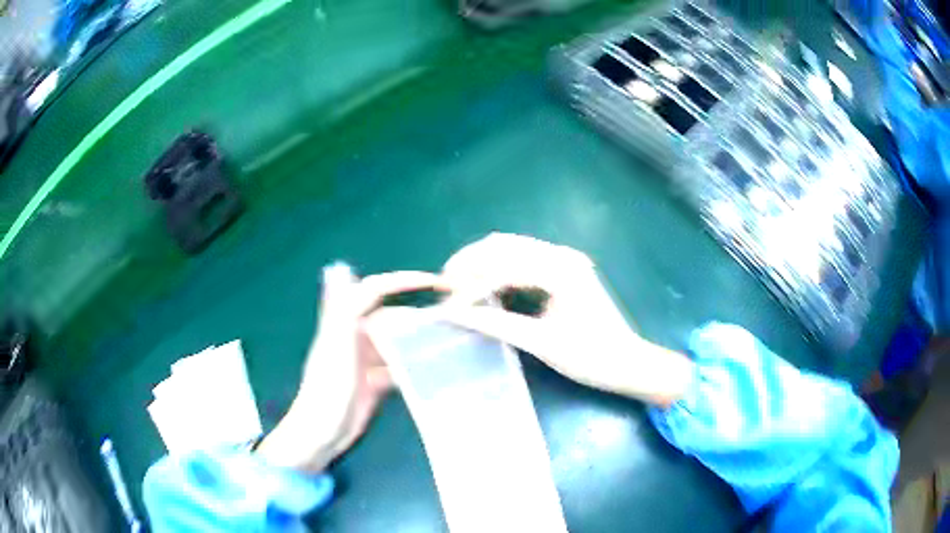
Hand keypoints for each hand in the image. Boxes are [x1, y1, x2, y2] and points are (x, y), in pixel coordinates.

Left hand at [256, 264, 442, 472]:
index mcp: (345, 322)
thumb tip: (339, 267)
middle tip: (455, 314)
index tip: (437, 281)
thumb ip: (341, 310)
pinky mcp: (374, 381)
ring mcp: (366, 359)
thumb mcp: (335, 347)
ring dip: (421, 340)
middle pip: (393, 317)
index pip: (377, 290)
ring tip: (452, 340)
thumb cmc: (327, 389)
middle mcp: (356, 336)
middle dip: (419, 314)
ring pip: (399, 342)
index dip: (405, 281)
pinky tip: (436, 369)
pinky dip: (415, 366)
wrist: (322, 434)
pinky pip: (399, 366)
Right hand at [439, 233, 692, 405]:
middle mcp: (561, 255)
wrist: (627, 363)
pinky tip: (485, 289)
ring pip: (510, 249)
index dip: (470, 286)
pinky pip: (521, 260)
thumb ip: (496, 324)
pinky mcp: (562, 270)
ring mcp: (563, 260)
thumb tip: (454, 315)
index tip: (447, 307)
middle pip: (502, 245)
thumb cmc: (591, 357)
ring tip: (459, 289)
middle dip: (470, 264)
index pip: (502, 266)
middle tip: (445, 289)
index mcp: (560, 270)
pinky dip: (498, 270)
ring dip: (482, 264)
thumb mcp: (542, 343)